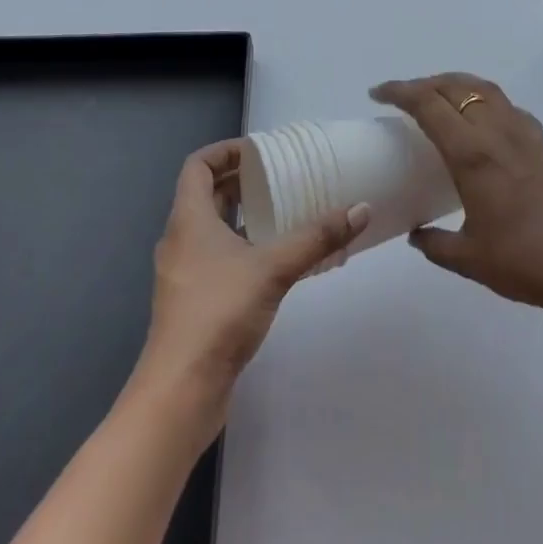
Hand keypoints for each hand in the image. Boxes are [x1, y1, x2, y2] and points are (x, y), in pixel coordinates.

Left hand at [136, 140, 369, 409]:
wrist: (180, 392)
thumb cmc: (218, 314)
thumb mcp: (273, 268)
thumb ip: (316, 238)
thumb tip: (362, 209)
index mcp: (188, 219)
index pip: (197, 165)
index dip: (225, 151)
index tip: (259, 150)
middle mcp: (180, 239)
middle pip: (207, 194)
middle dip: (241, 181)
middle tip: (280, 176)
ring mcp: (184, 273)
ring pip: (211, 228)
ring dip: (242, 215)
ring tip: (283, 211)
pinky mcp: (193, 302)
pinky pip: (216, 257)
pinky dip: (241, 246)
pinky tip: (275, 259)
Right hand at [370, 74, 542, 320]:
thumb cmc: (526, 261)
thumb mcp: (470, 259)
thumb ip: (436, 244)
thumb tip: (415, 234)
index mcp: (472, 153)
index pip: (428, 104)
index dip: (399, 91)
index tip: (378, 94)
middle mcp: (496, 131)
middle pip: (454, 86)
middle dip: (423, 83)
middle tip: (401, 97)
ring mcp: (523, 131)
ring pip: (483, 87)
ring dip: (453, 84)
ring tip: (436, 97)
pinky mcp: (542, 141)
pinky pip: (504, 104)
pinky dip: (481, 98)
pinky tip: (479, 121)